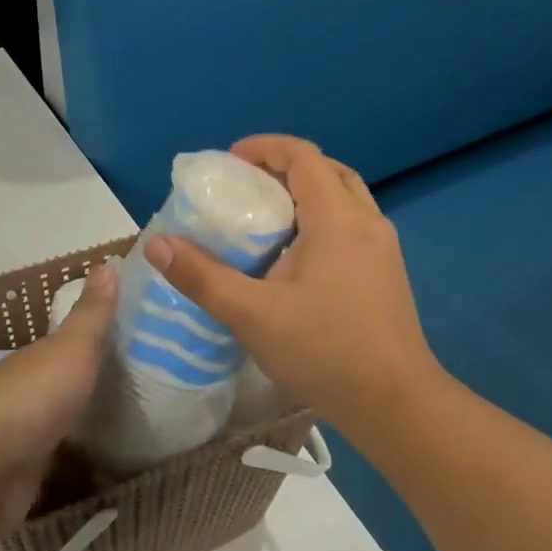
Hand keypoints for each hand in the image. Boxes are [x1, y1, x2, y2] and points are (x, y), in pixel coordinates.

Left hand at [0, 259, 118, 537]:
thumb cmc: (30, 397)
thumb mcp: (70, 348)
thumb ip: (92, 314)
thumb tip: (106, 260)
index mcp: (36, 361)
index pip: (71, 347)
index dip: (101, 343)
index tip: (141, 345)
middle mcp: (26, 396)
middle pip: (67, 388)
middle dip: (99, 389)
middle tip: (154, 393)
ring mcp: (22, 440)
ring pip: (63, 429)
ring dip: (88, 429)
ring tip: (140, 434)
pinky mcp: (24, 482)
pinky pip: (61, 469)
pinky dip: (80, 469)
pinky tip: (110, 474)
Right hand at [144, 136, 442, 437]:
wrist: (394, 402)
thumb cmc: (324, 352)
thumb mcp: (252, 315)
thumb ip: (202, 277)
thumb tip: (156, 244)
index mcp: (338, 219)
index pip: (303, 157)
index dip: (264, 148)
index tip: (229, 161)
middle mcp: (367, 222)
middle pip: (327, 171)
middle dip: (284, 168)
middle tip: (246, 187)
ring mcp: (384, 248)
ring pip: (345, 198)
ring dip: (306, 194)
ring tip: (267, 219)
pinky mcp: (388, 272)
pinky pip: (352, 225)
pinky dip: (322, 220)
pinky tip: (296, 258)